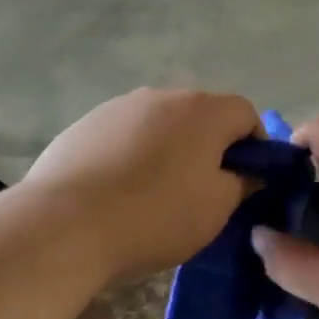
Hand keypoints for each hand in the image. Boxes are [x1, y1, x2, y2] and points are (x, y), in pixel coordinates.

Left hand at [24, 88, 260, 278]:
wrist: (65, 223)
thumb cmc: (155, 215)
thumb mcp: (216, 209)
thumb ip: (242, 182)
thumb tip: (248, 171)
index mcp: (202, 109)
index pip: (245, 113)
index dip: (254, 147)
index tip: (244, 182)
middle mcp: (161, 95)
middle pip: (200, 116)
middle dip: (208, 147)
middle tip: (201, 191)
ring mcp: (119, 106)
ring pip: (160, 124)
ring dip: (168, 149)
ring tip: (154, 193)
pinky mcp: (85, 124)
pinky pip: (124, 135)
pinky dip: (131, 155)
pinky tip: (117, 191)